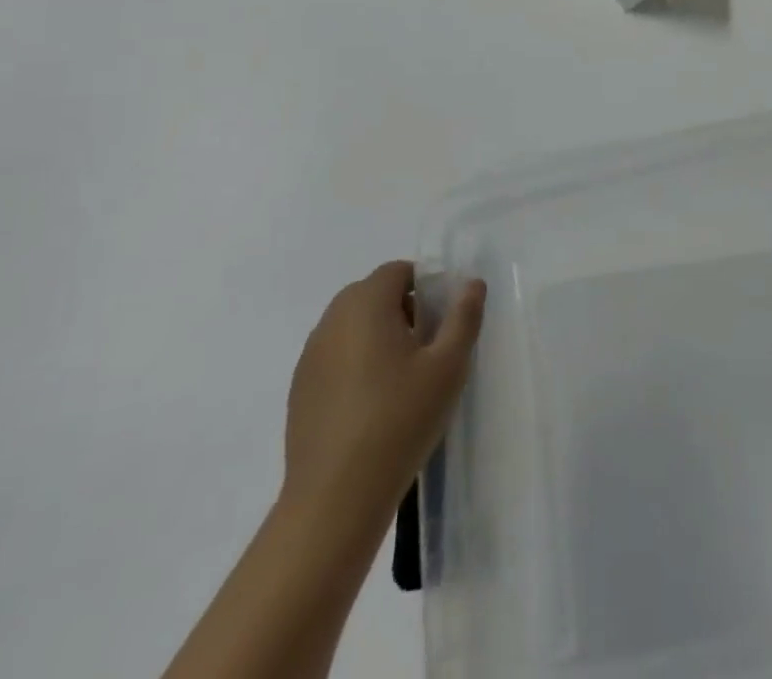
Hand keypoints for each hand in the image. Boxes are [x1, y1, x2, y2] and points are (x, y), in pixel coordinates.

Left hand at [281, 261, 486, 518]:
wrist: (334, 499)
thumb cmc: (399, 421)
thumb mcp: (448, 367)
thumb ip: (463, 317)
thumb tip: (471, 284)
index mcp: (366, 304)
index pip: (397, 271)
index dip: (425, 284)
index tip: (442, 319)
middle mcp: (332, 320)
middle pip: (372, 294)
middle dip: (402, 308)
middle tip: (428, 346)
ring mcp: (310, 356)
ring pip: (351, 325)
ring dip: (377, 335)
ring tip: (402, 377)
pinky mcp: (300, 390)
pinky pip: (335, 356)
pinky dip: (355, 363)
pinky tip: (373, 404)